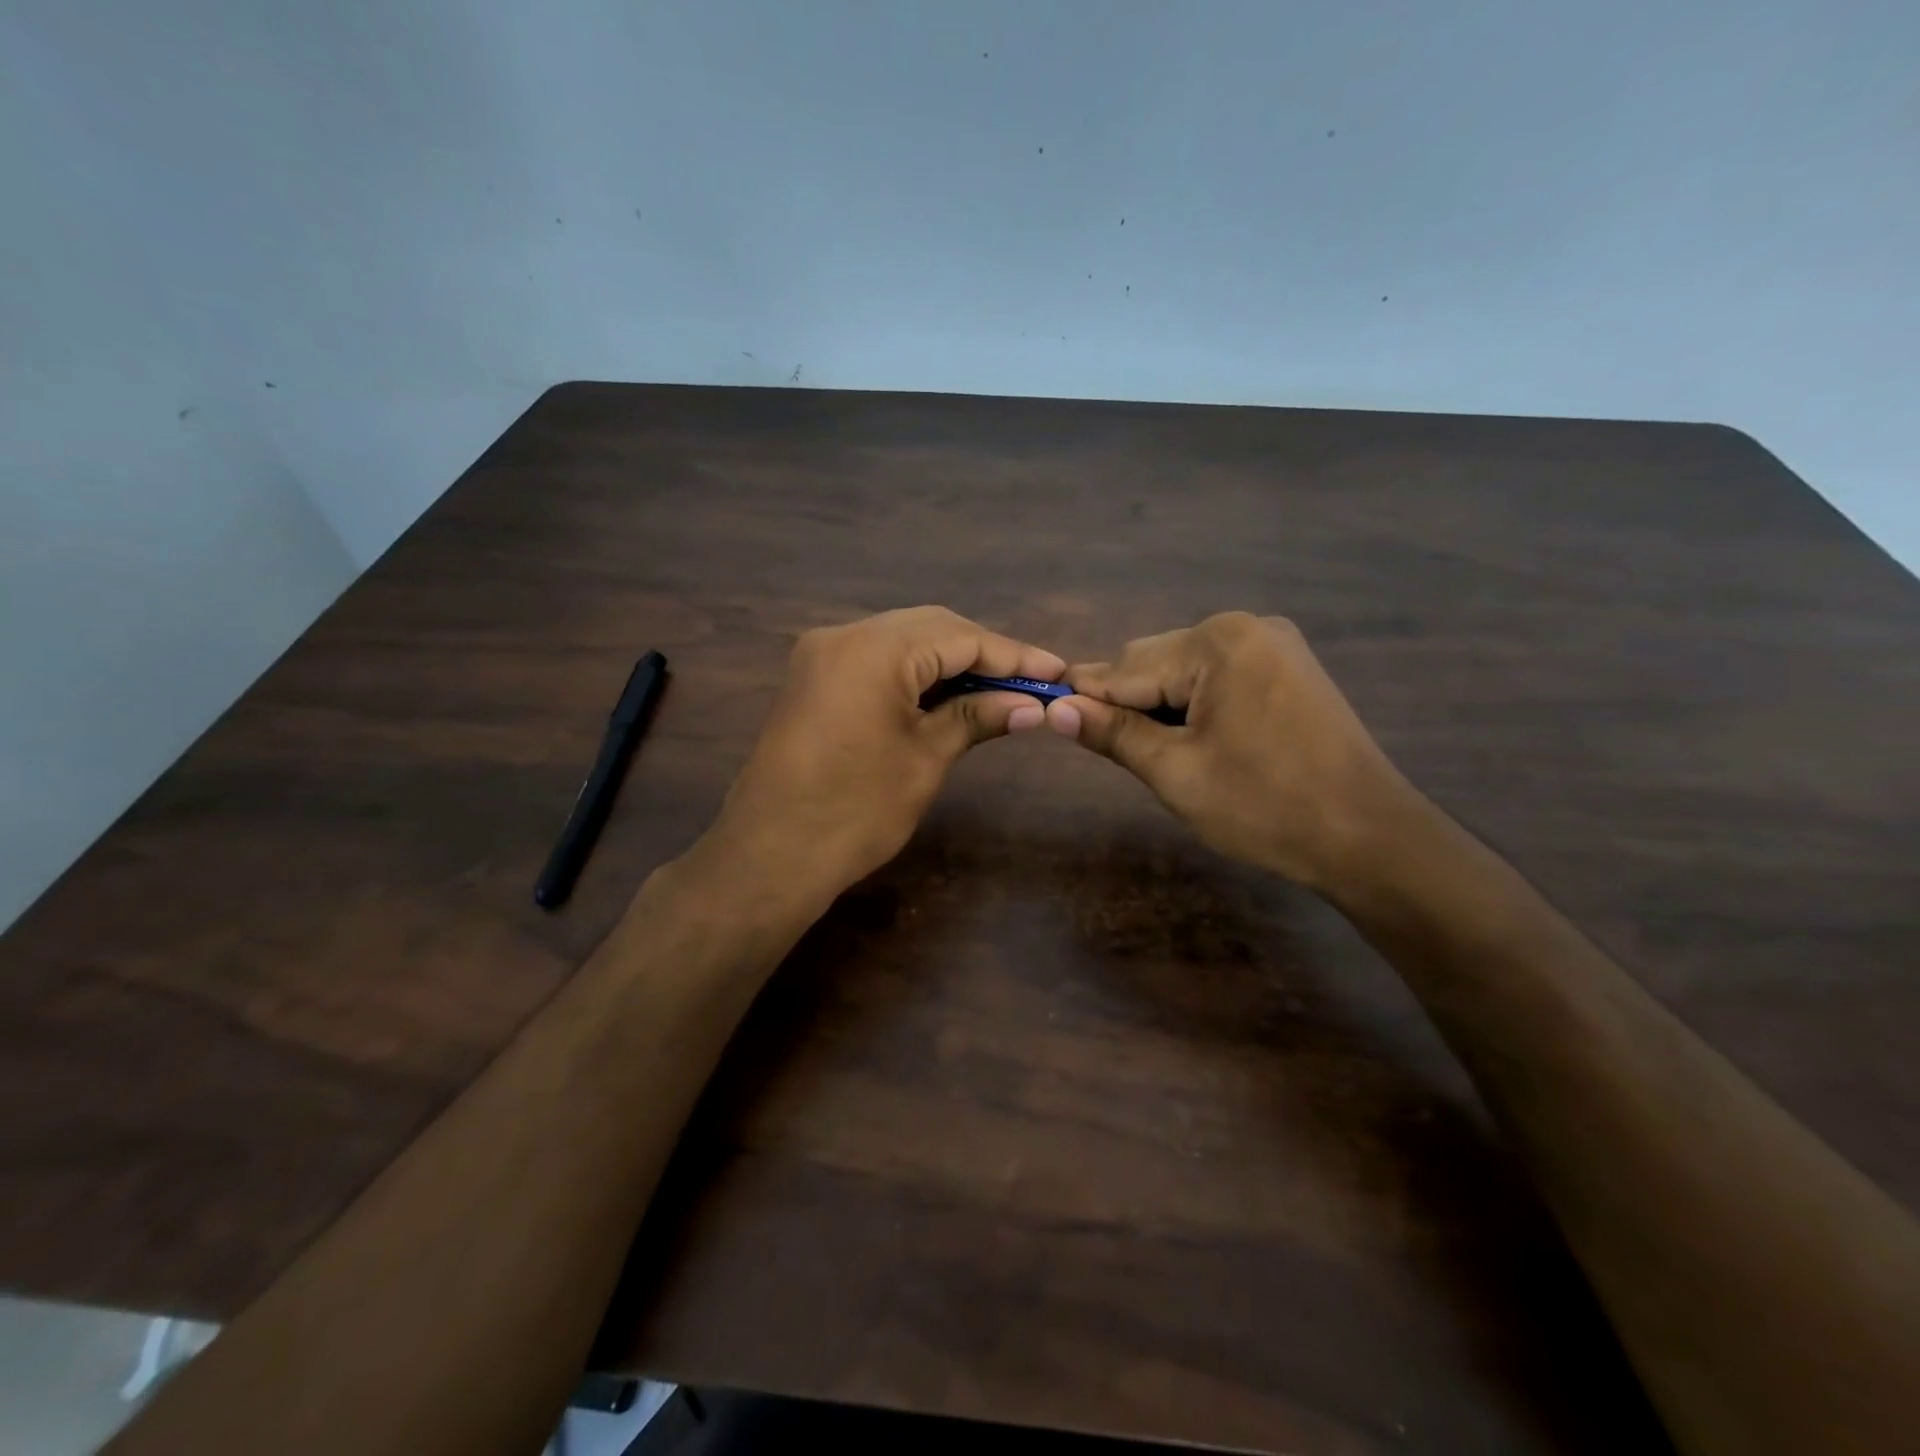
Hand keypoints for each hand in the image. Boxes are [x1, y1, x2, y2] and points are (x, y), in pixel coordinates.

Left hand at [708, 606, 1063, 892]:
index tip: (1058, 671)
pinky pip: (878, 660)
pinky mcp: (814, 678)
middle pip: (932, 628)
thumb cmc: (855, 812)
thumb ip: (978, 717)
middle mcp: (844, 635)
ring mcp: (823, 654)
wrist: (770, 856)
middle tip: (1032, 682)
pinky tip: (950, 694)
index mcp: (873, 648)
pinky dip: (918, 673)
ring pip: (905, 641)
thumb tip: (1032, 705)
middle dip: (984, 654)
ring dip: (952, 662)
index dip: (1013, 655)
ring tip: (1000, 690)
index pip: (960, 637)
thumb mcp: (926, 759)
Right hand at [1047, 612, 1413, 890]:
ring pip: (1184, 671)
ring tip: (1166, 757)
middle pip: (1154, 662)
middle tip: (1121, 756)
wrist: (1370, 838)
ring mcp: (1273, 644)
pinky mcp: (1288, 667)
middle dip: (1130, 705)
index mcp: (1216, 643)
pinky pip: (1217, 677)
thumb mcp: (1175, 772)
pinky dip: (1195, 705)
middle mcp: (1245, 626)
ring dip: (1162, 707)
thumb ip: (1113, 733)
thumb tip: (1055, 709)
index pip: (1125, 668)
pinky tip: (1201, 742)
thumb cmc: (1265, 807)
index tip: (1047, 719)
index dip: (1085, 699)